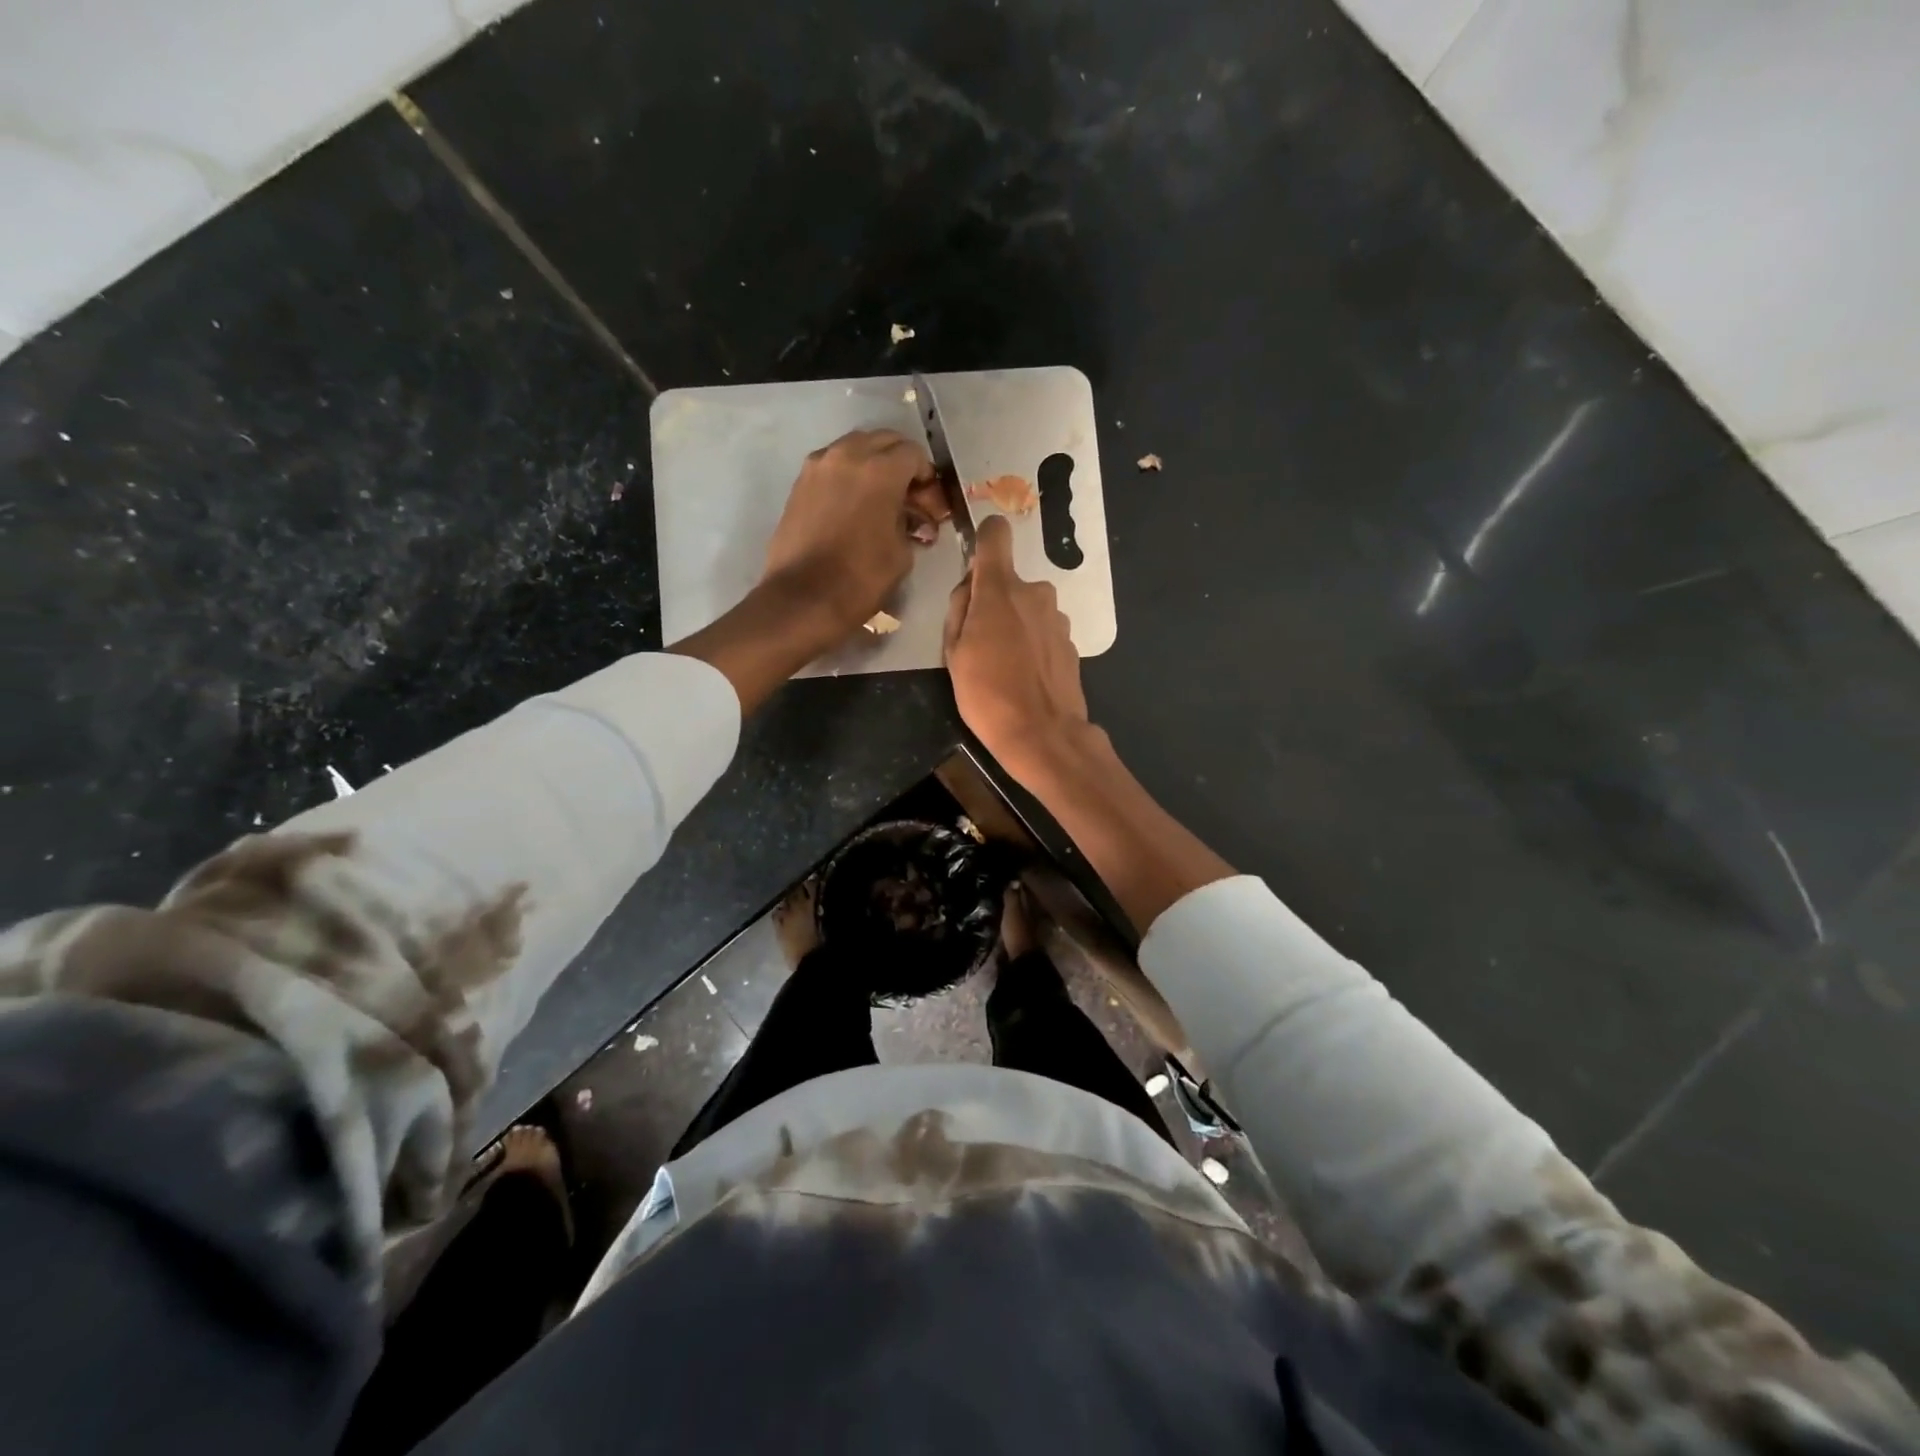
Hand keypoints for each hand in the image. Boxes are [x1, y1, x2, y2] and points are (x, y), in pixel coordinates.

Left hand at [762, 429, 945, 639]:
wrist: (802, 598)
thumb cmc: (860, 579)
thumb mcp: (901, 553)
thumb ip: (911, 523)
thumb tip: (913, 518)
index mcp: (880, 470)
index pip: (913, 454)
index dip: (927, 476)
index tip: (929, 500)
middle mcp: (847, 455)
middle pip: (883, 441)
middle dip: (900, 462)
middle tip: (909, 494)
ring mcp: (818, 466)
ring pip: (855, 448)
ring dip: (873, 464)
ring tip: (881, 498)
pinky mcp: (800, 483)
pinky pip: (833, 465)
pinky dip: (849, 475)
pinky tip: (855, 504)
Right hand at [943, 515, 1089, 779]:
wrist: (1042, 734)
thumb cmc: (987, 694)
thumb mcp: (953, 653)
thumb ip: (960, 609)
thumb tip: (971, 587)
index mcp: (1001, 590)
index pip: (996, 535)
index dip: (985, 540)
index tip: (976, 562)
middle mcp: (1035, 593)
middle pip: (1009, 582)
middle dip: (994, 602)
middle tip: (979, 642)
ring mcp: (1057, 618)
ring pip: (1027, 608)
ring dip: (1015, 625)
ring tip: (1003, 665)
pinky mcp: (1070, 642)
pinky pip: (1043, 631)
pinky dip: (1032, 644)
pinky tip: (1024, 676)